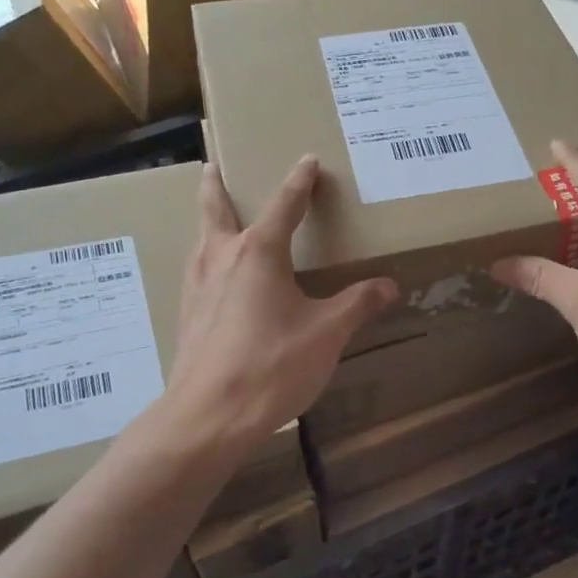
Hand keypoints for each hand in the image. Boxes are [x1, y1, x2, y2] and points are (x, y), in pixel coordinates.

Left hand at [161, 156, 397, 461]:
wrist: (208, 416)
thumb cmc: (271, 366)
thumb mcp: (326, 334)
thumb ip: (357, 305)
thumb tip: (389, 285)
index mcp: (259, 253)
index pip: (285, 205)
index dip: (299, 181)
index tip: (307, 160)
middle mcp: (222, 259)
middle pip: (216, 210)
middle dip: (216, 187)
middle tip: (211, 166)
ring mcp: (198, 287)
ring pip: (200, 240)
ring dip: (207, 221)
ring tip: (213, 217)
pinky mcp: (188, 316)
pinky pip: (197, 272)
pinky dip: (205, 258)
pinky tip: (215, 279)